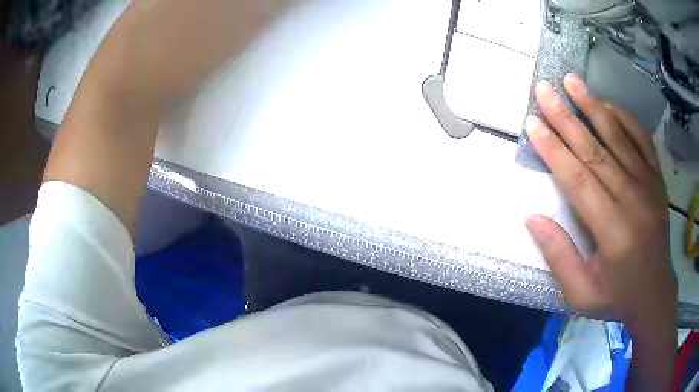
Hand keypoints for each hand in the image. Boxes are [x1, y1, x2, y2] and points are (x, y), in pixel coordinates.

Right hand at [524, 74, 676, 331]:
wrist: (655, 293)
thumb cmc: (617, 297)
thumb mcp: (581, 295)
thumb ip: (559, 257)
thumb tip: (533, 218)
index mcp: (613, 232)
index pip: (579, 180)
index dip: (554, 149)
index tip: (532, 123)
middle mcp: (633, 200)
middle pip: (595, 150)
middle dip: (566, 117)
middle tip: (544, 89)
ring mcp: (649, 185)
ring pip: (618, 137)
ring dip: (593, 106)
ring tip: (571, 81)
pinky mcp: (657, 179)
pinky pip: (641, 139)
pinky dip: (624, 117)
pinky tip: (607, 104)